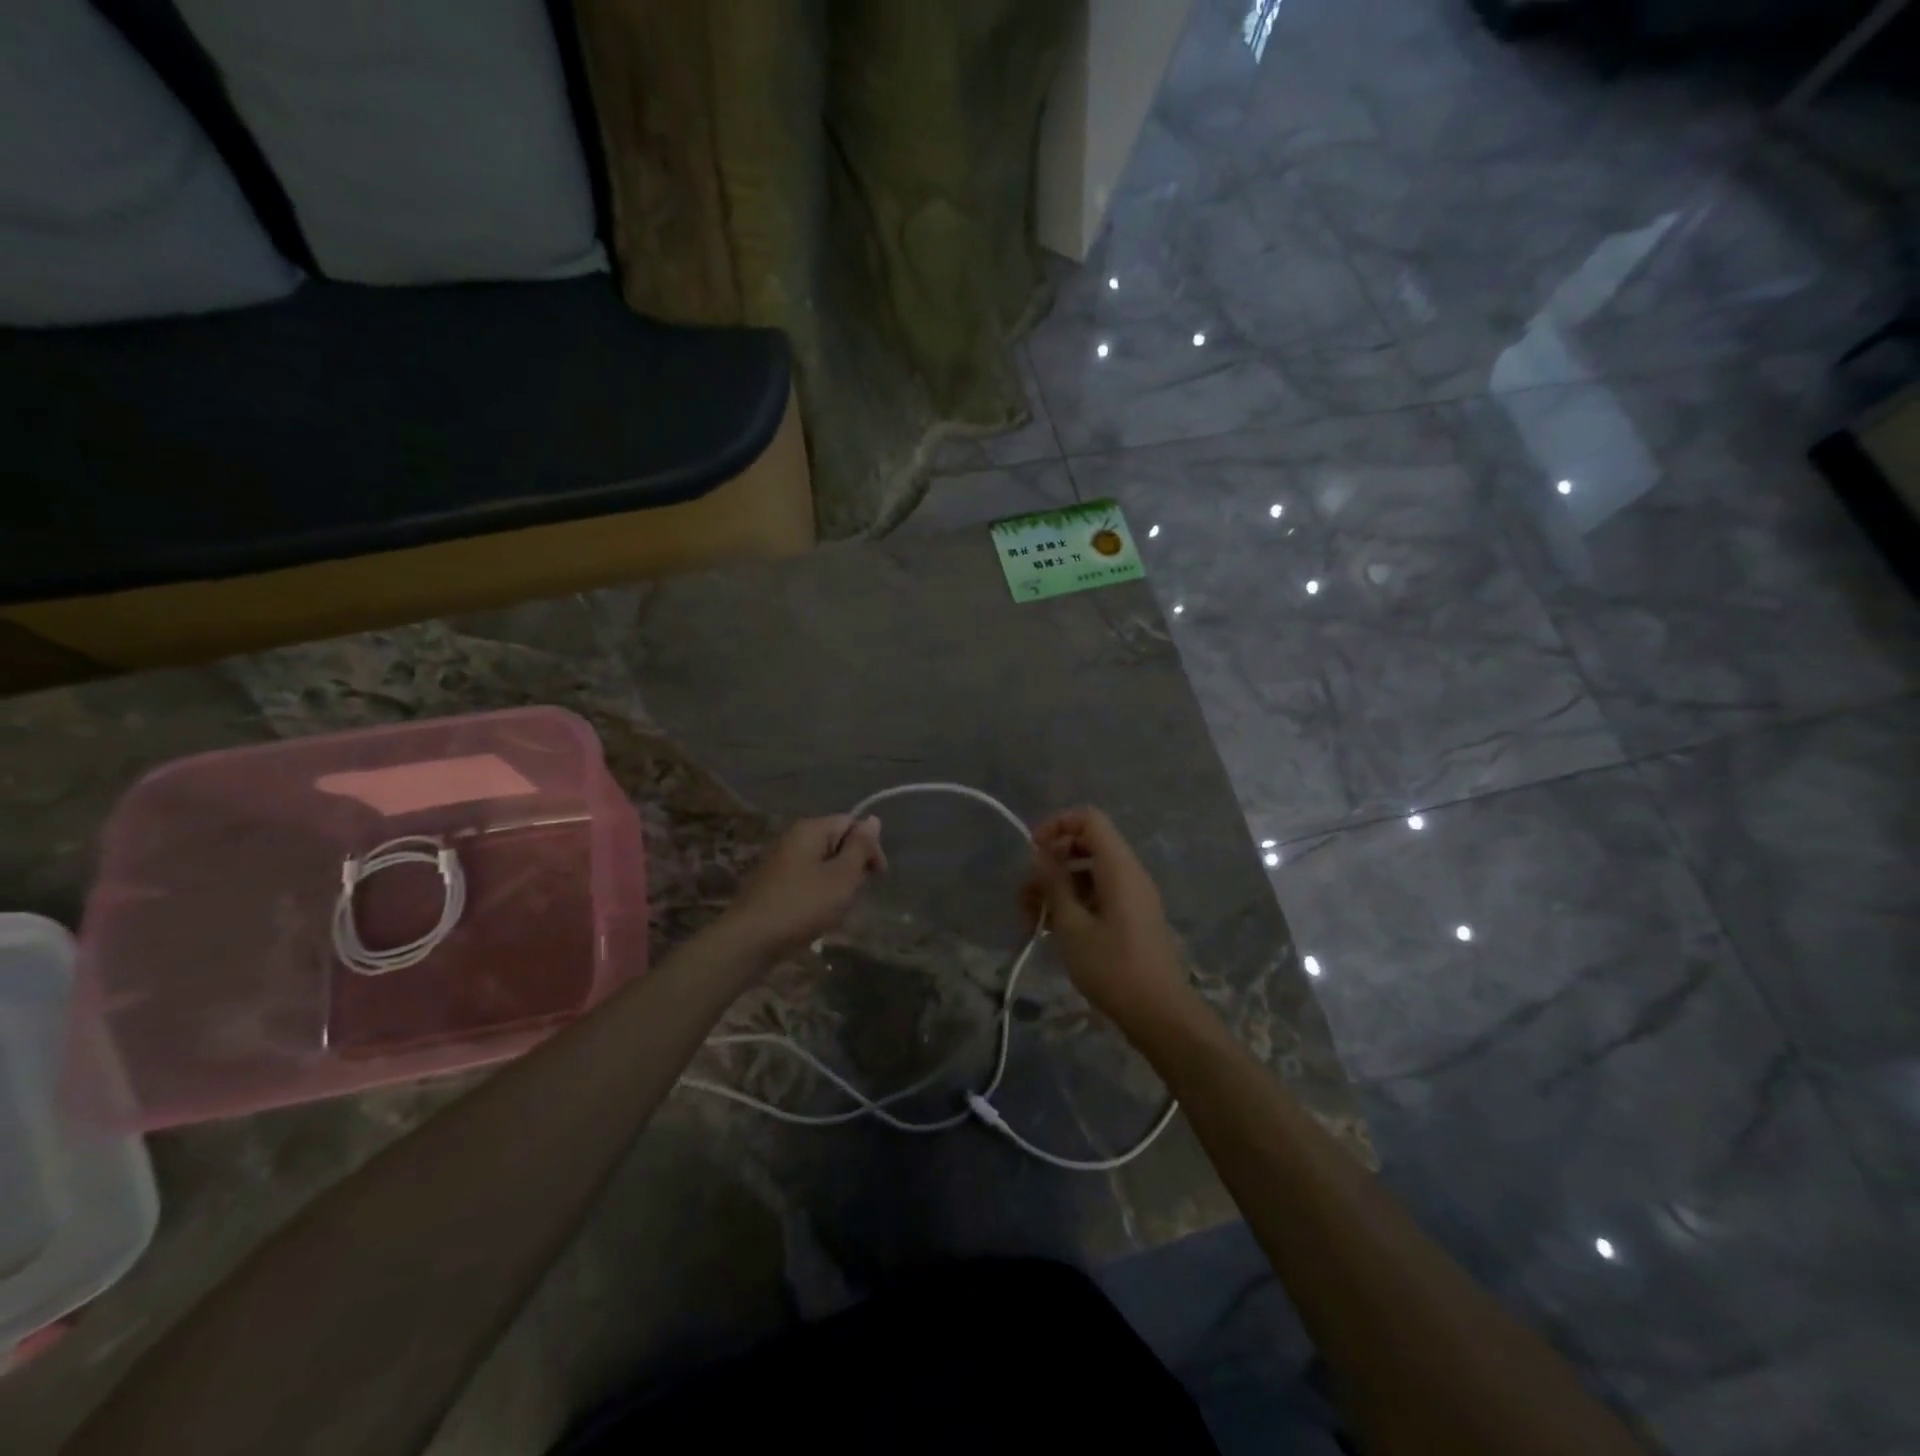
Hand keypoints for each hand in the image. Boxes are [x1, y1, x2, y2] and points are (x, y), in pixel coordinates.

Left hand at [723, 815, 886, 957]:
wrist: (750, 939)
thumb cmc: (803, 904)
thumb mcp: (842, 876)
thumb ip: (860, 847)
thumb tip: (873, 819)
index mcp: (811, 829)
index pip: (852, 824)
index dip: (870, 847)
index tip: (878, 876)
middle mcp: (794, 838)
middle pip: (837, 843)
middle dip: (853, 867)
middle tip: (857, 895)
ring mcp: (781, 861)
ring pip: (823, 865)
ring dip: (837, 884)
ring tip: (839, 909)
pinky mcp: (774, 884)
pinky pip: (807, 880)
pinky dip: (819, 895)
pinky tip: (819, 916)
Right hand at [1022, 807, 1186, 1026]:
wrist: (1160, 1013)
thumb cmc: (1112, 967)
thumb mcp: (1072, 926)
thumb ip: (1054, 885)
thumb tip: (1039, 855)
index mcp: (1119, 867)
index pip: (1090, 819)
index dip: (1058, 825)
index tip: (1032, 850)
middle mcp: (1129, 873)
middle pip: (1089, 844)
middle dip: (1053, 859)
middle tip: (1027, 887)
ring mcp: (1133, 896)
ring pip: (1091, 872)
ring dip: (1059, 884)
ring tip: (1030, 913)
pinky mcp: (1132, 916)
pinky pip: (1100, 893)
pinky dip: (1075, 901)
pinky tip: (1051, 926)